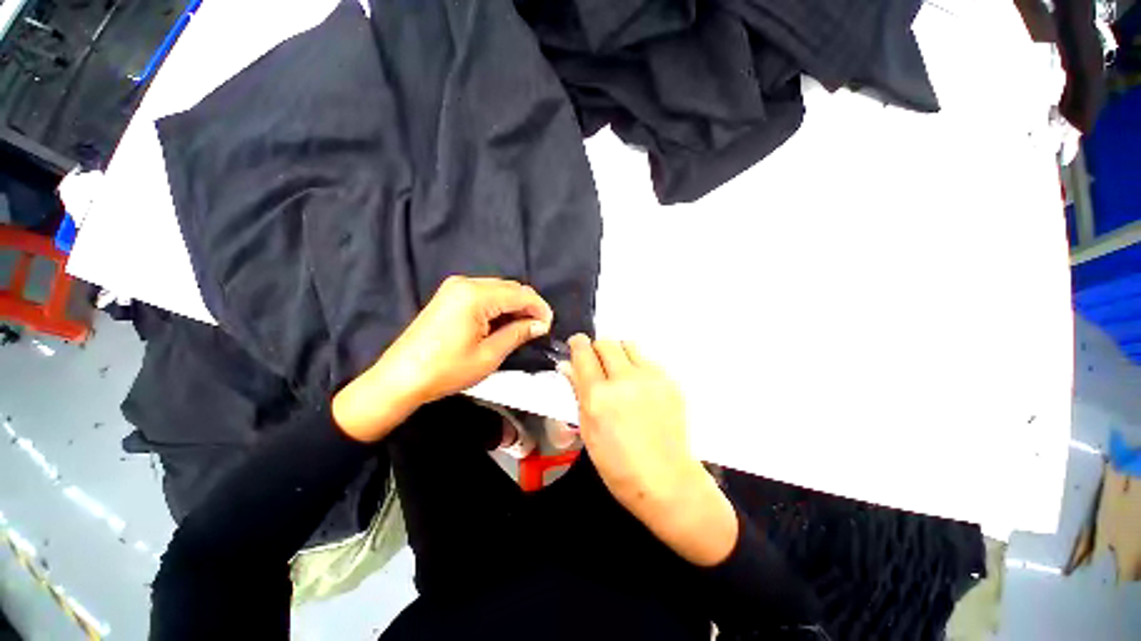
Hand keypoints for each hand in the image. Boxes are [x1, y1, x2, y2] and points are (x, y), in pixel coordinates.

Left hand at [333, 276, 552, 441]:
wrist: (399, 378)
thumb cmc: (446, 370)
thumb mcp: (489, 355)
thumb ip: (518, 333)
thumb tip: (540, 324)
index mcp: (476, 295)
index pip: (520, 294)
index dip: (539, 308)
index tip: (549, 326)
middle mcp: (465, 283)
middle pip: (510, 287)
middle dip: (528, 305)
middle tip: (537, 328)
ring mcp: (454, 287)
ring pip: (498, 289)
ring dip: (514, 305)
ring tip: (522, 328)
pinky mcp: (449, 295)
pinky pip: (484, 293)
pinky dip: (498, 305)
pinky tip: (502, 322)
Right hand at [560, 335, 736, 565]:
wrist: (665, 479)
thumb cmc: (617, 464)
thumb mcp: (588, 430)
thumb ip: (577, 392)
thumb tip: (567, 365)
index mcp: (598, 395)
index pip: (583, 351)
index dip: (578, 345)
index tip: (577, 346)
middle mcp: (624, 379)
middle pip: (607, 342)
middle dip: (598, 349)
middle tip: (599, 365)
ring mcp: (650, 378)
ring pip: (629, 345)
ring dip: (619, 354)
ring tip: (621, 374)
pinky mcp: (670, 381)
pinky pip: (648, 360)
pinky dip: (638, 367)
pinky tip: (641, 389)